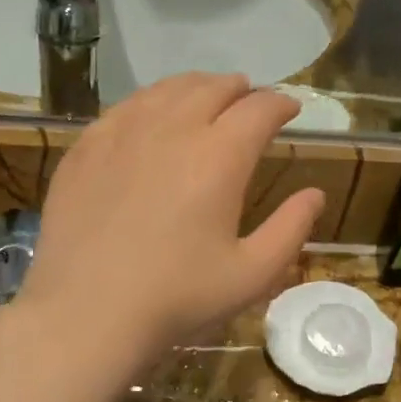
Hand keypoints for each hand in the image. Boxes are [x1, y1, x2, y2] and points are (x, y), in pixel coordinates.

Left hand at [21, 74, 324, 363]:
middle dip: (239, 89)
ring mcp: (122, 133)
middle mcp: (172, 129)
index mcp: (220, 156)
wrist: (86, 313)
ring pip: (166, 90)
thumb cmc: (177, 298)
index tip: (289, 109)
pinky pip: (124, 108)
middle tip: (249, 100)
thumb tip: (315, 194)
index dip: (280, 104)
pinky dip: (150, 102)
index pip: (259, 109)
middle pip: (213, 88)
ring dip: (195, 88)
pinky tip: (150, 117)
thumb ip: (291, 229)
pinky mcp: (85, 147)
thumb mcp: (251, 275)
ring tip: (205, 98)